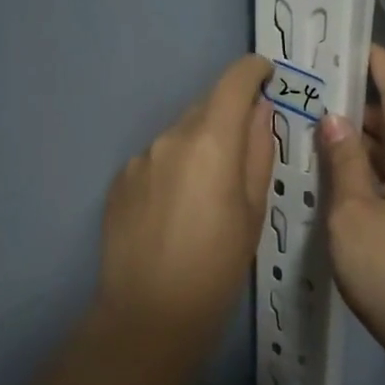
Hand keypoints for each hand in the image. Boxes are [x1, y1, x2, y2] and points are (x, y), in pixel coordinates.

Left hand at [96, 54, 274, 346]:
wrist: (150, 314)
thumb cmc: (217, 266)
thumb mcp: (254, 210)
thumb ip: (258, 151)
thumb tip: (260, 112)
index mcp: (210, 141)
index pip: (233, 82)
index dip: (252, 71)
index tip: (266, 75)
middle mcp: (170, 138)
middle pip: (205, 106)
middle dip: (227, 115)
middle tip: (244, 150)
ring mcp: (139, 158)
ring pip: (178, 134)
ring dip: (198, 145)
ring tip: (208, 191)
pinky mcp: (119, 180)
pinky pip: (155, 159)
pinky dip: (173, 167)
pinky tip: (176, 208)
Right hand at [317, 46, 384, 374]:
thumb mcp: (354, 211)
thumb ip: (344, 162)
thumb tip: (335, 120)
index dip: (380, 70)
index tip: (360, 45)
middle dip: (359, 107)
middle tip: (317, 94)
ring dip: (357, 143)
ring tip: (316, 132)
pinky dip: (362, 172)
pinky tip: (334, 180)